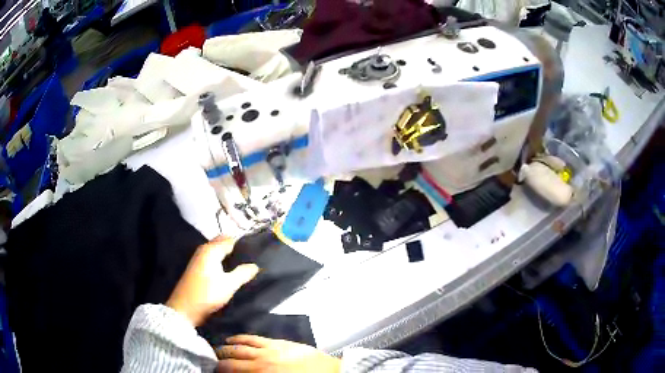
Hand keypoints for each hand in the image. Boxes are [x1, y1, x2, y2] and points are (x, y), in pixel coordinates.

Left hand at [166, 237, 258, 326]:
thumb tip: (255, 265)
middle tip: (249, 261)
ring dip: (227, 257)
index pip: (231, 240)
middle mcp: (203, 250)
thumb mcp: (229, 285)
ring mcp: (198, 258)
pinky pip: (212, 258)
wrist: (185, 308)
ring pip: (216, 251)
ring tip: (241, 268)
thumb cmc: (207, 294)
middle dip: (235, 250)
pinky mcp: (196, 268)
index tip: (255, 255)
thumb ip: (243, 273)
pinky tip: (227, 273)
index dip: (243, 246)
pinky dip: (220, 262)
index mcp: (211, 250)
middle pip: (222, 243)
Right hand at [217, 335, 340, 372]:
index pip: (232, 369)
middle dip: (220, 357)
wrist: (330, 372)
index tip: (213, 369)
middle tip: (212, 358)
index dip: (220, 369)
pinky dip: (243, 338)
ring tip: (220, 347)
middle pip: (234, 356)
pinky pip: (255, 338)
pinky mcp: (279, 343)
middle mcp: (261, 360)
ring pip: (242, 345)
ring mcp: (269, 349)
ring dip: (228, 346)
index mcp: (260, 372)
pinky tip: (237, 338)